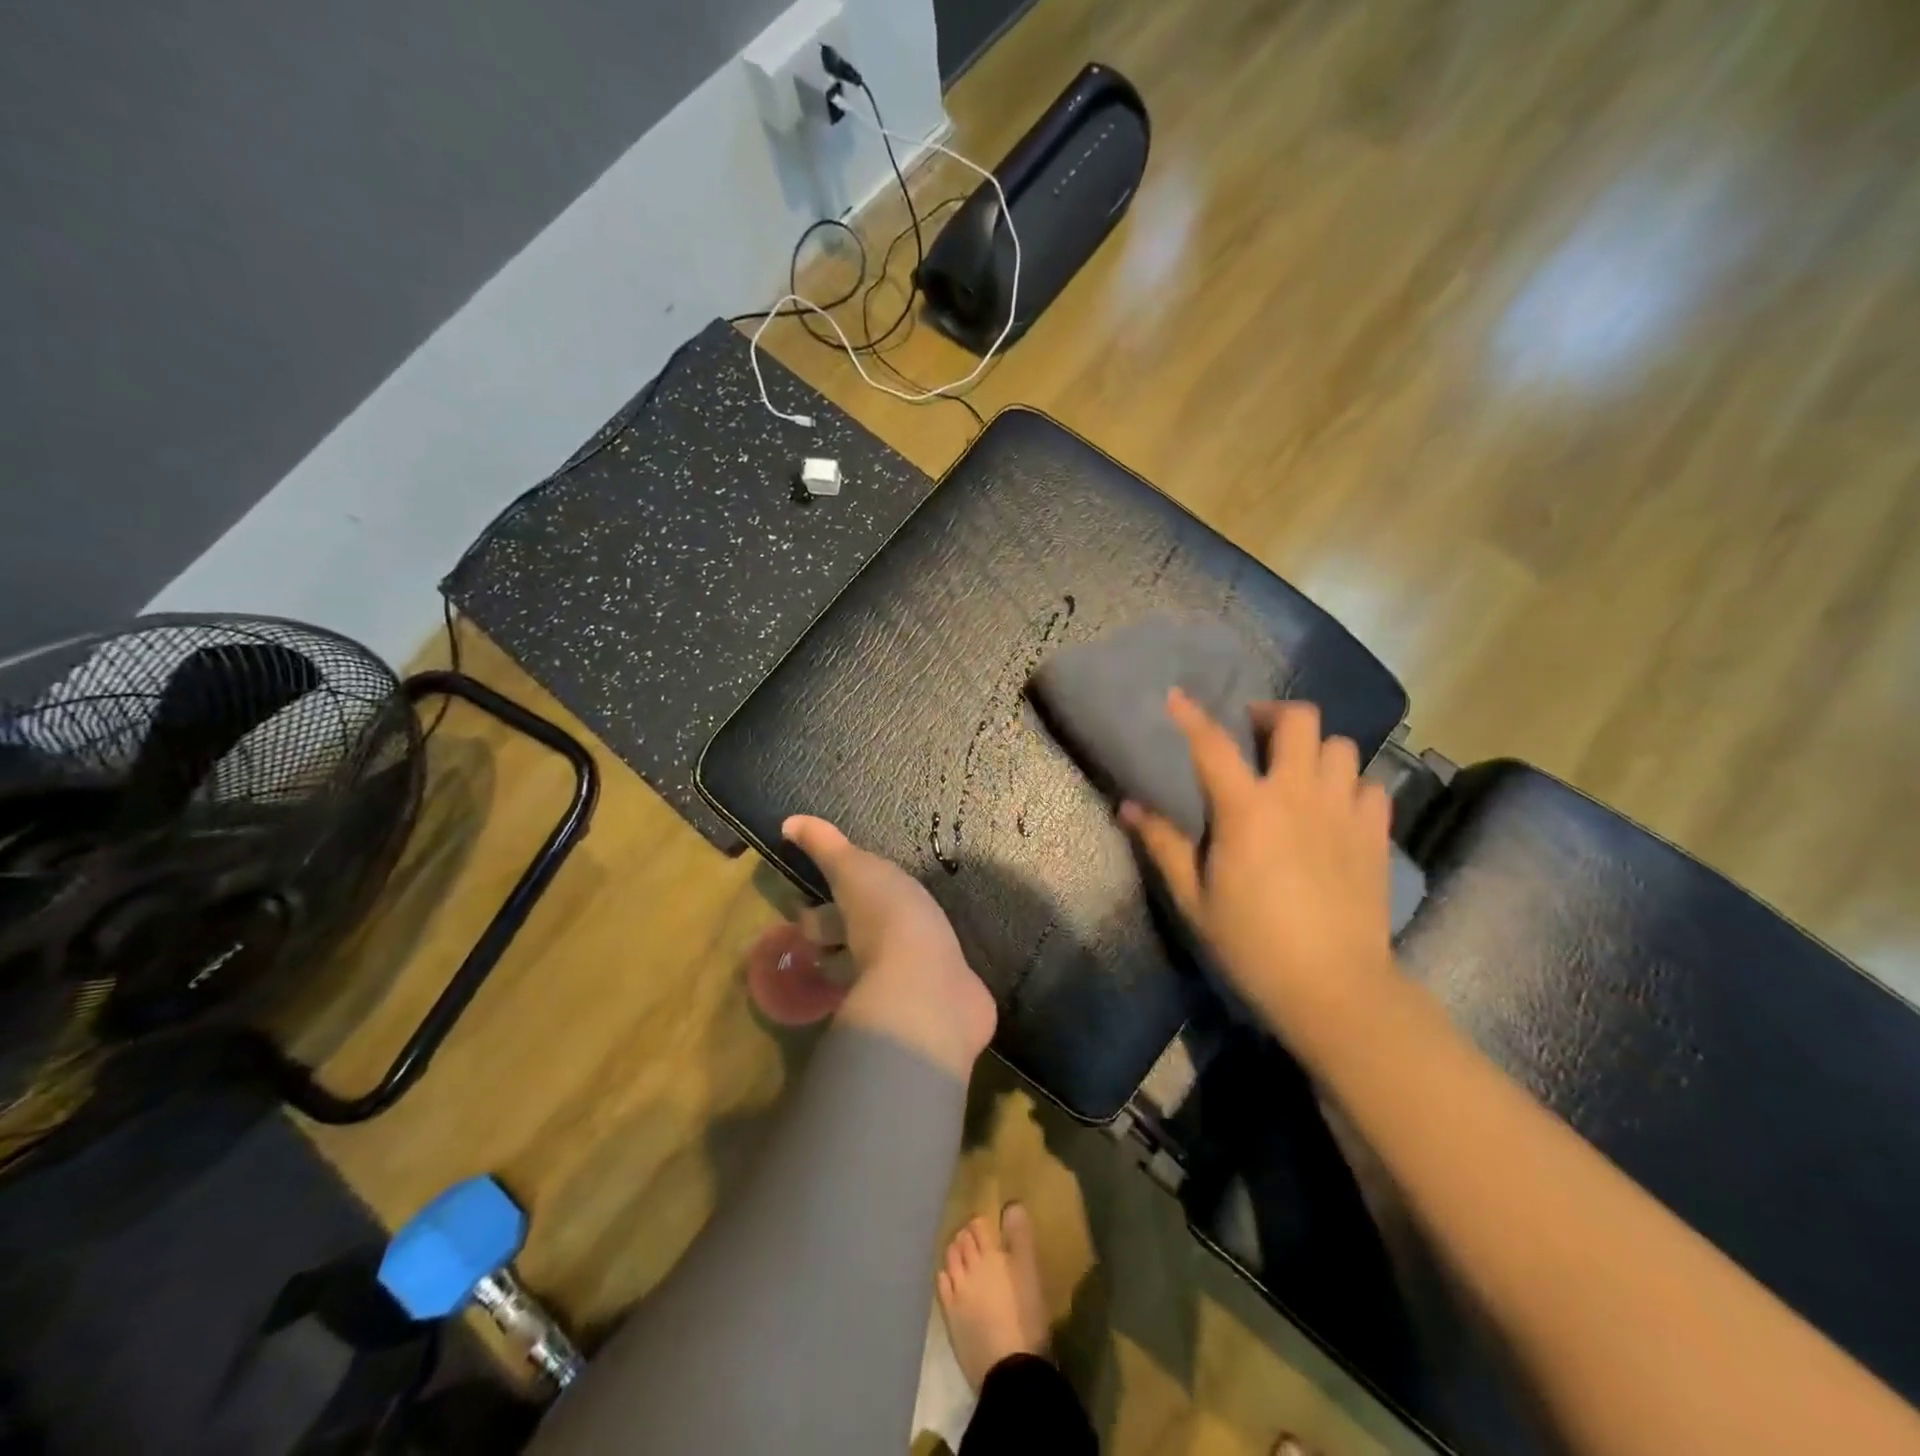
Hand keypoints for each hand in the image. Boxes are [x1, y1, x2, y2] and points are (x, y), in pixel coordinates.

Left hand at [782, 815, 995, 1073]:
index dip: (812, 915)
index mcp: (845, 927)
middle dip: (845, 943)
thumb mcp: (856, 872)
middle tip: (859, 926)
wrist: (930, 985)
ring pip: (884, 972)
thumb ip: (827, 849)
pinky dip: (936, 980)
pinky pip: (931, 987)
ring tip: (911, 941)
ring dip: (891, 962)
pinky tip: (949, 968)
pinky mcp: (937, 1000)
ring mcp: (901, 986)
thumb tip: (787, 823)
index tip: (812, 903)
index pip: (815, 923)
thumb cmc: (888, 919)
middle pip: (844, 954)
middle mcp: (865, 961)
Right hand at [1120, 691, 1395, 1030]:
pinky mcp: (1375, 836)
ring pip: (1342, 747)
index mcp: (1247, 810)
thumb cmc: (1252, 944)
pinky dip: (1352, 786)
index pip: (1213, 745)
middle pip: (1300, 721)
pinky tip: (1336, 807)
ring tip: (1299, 770)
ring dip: (1316, 750)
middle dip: (1274, 715)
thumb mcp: (1194, 898)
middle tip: (1256, 734)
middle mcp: (1299, 796)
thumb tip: (1127, 806)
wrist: (1334, 988)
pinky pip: (1371, 787)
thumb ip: (1162, 845)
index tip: (1176, 697)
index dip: (1191, 716)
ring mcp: (1344, 812)